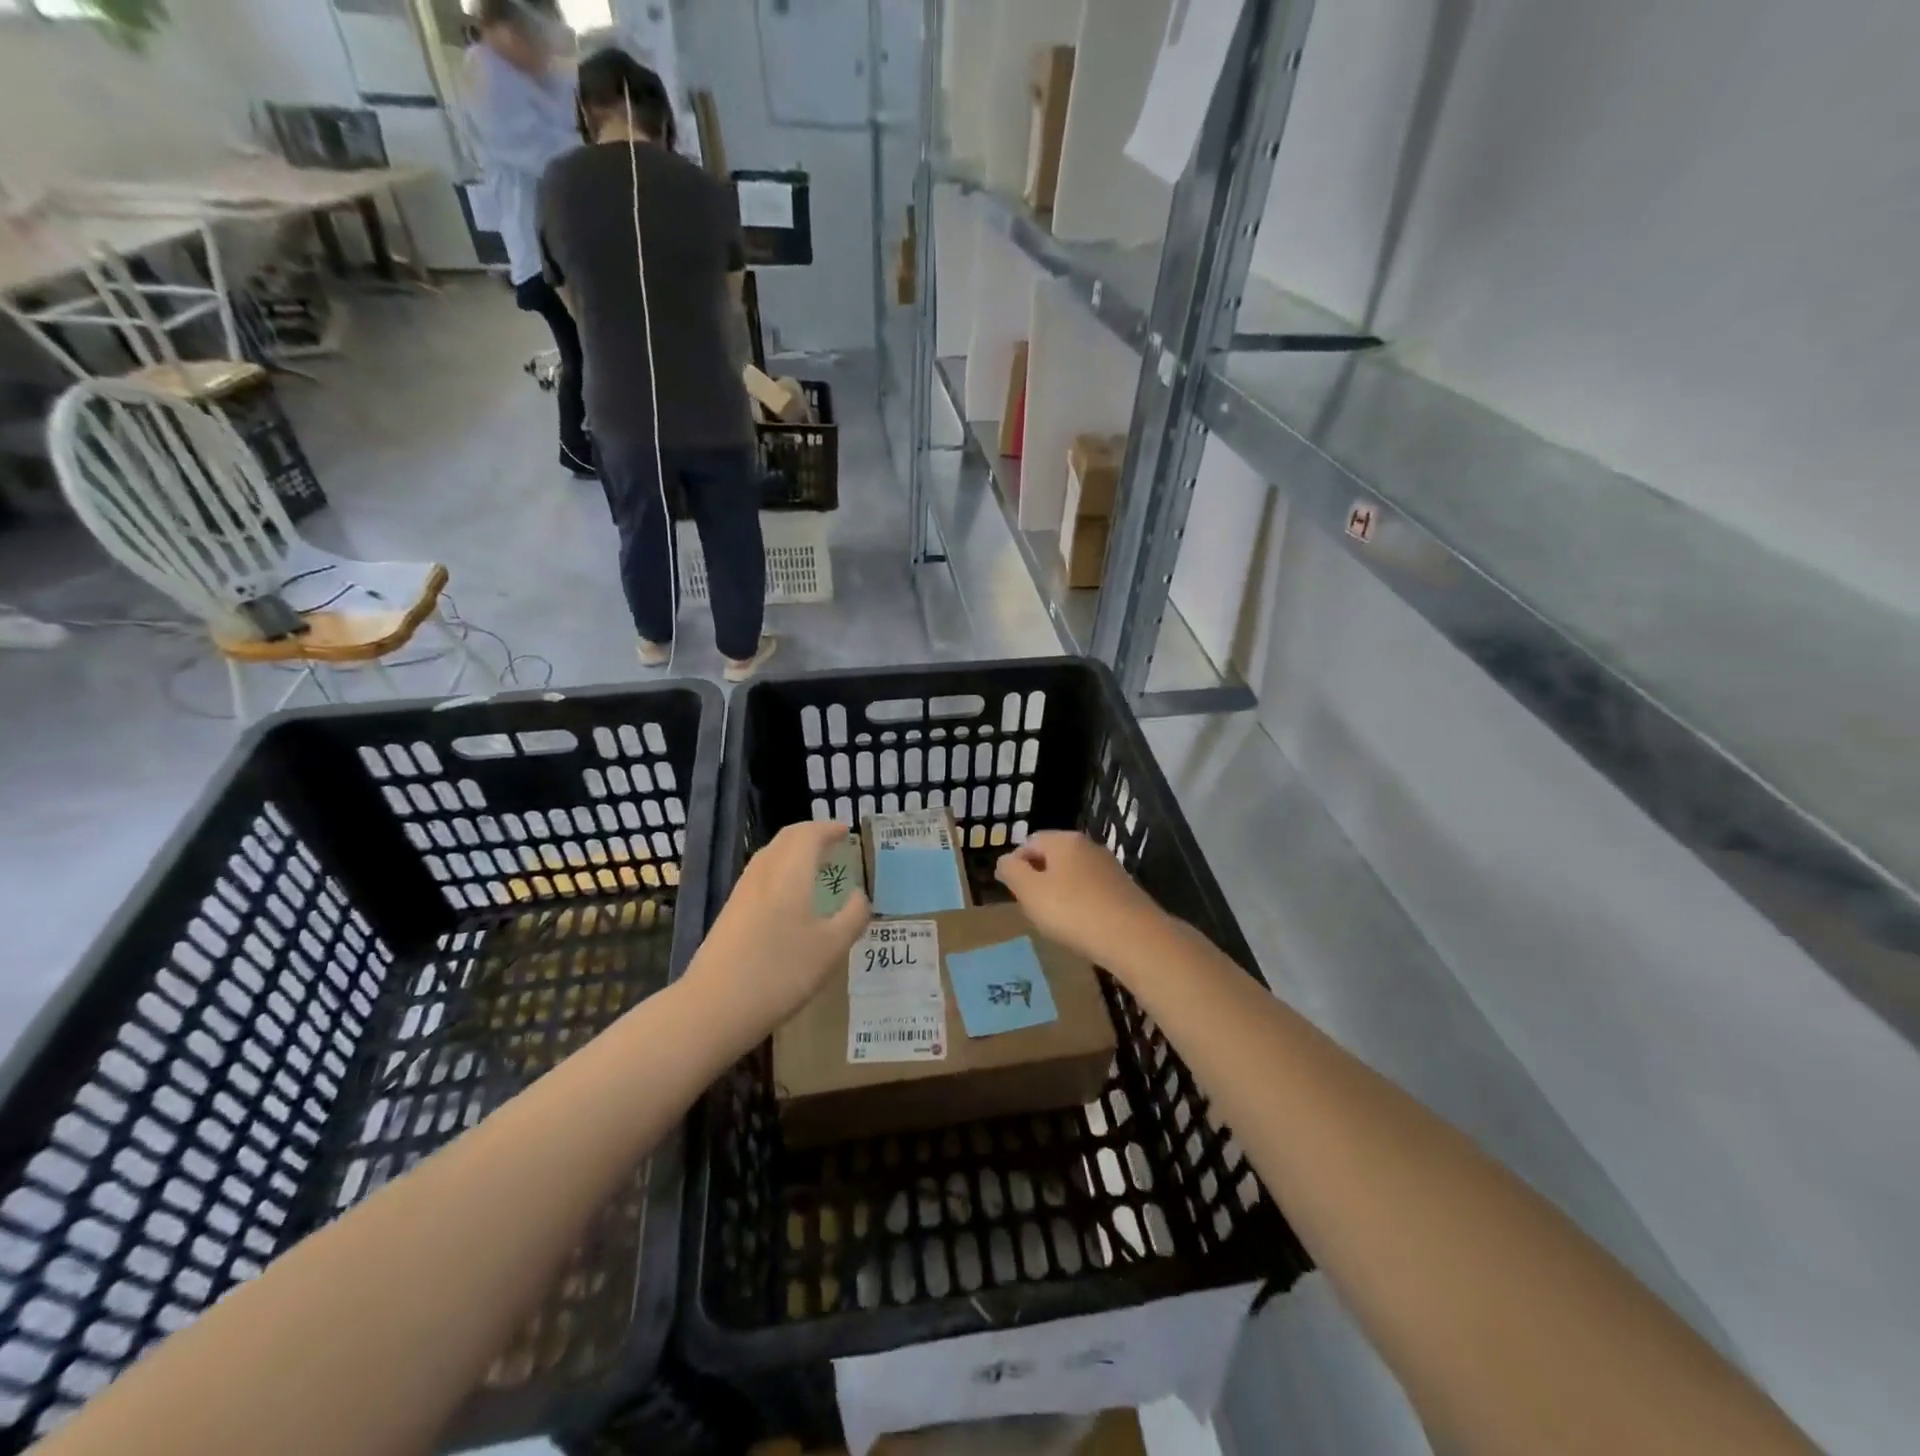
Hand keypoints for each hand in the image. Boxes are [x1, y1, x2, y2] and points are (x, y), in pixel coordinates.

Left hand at [687, 820, 870, 1040]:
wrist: (714, 1007)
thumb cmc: (780, 972)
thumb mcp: (831, 947)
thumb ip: (852, 916)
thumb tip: (859, 895)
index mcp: (789, 872)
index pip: (809, 834)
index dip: (830, 829)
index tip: (847, 832)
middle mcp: (763, 873)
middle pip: (786, 840)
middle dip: (811, 835)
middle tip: (834, 844)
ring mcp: (742, 893)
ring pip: (770, 857)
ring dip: (794, 853)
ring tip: (816, 868)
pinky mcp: (730, 913)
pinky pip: (761, 877)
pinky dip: (781, 872)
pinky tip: (790, 899)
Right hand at [993, 831, 1167, 970]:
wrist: (1133, 937)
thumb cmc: (1073, 911)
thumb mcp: (1030, 892)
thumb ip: (1012, 872)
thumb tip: (1005, 861)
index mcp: (1064, 840)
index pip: (1029, 842)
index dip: (1015, 865)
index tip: (1012, 892)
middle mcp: (1088, 846)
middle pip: (1053, 857)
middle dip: (1038, 879)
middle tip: (1031, 907)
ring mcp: (1109, 867)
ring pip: (1073, 874)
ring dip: (1060, 892)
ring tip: (1055, 920)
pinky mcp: (1124, 888)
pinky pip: (1091, 890)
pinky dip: (1081, 903)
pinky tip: (1081, 925)